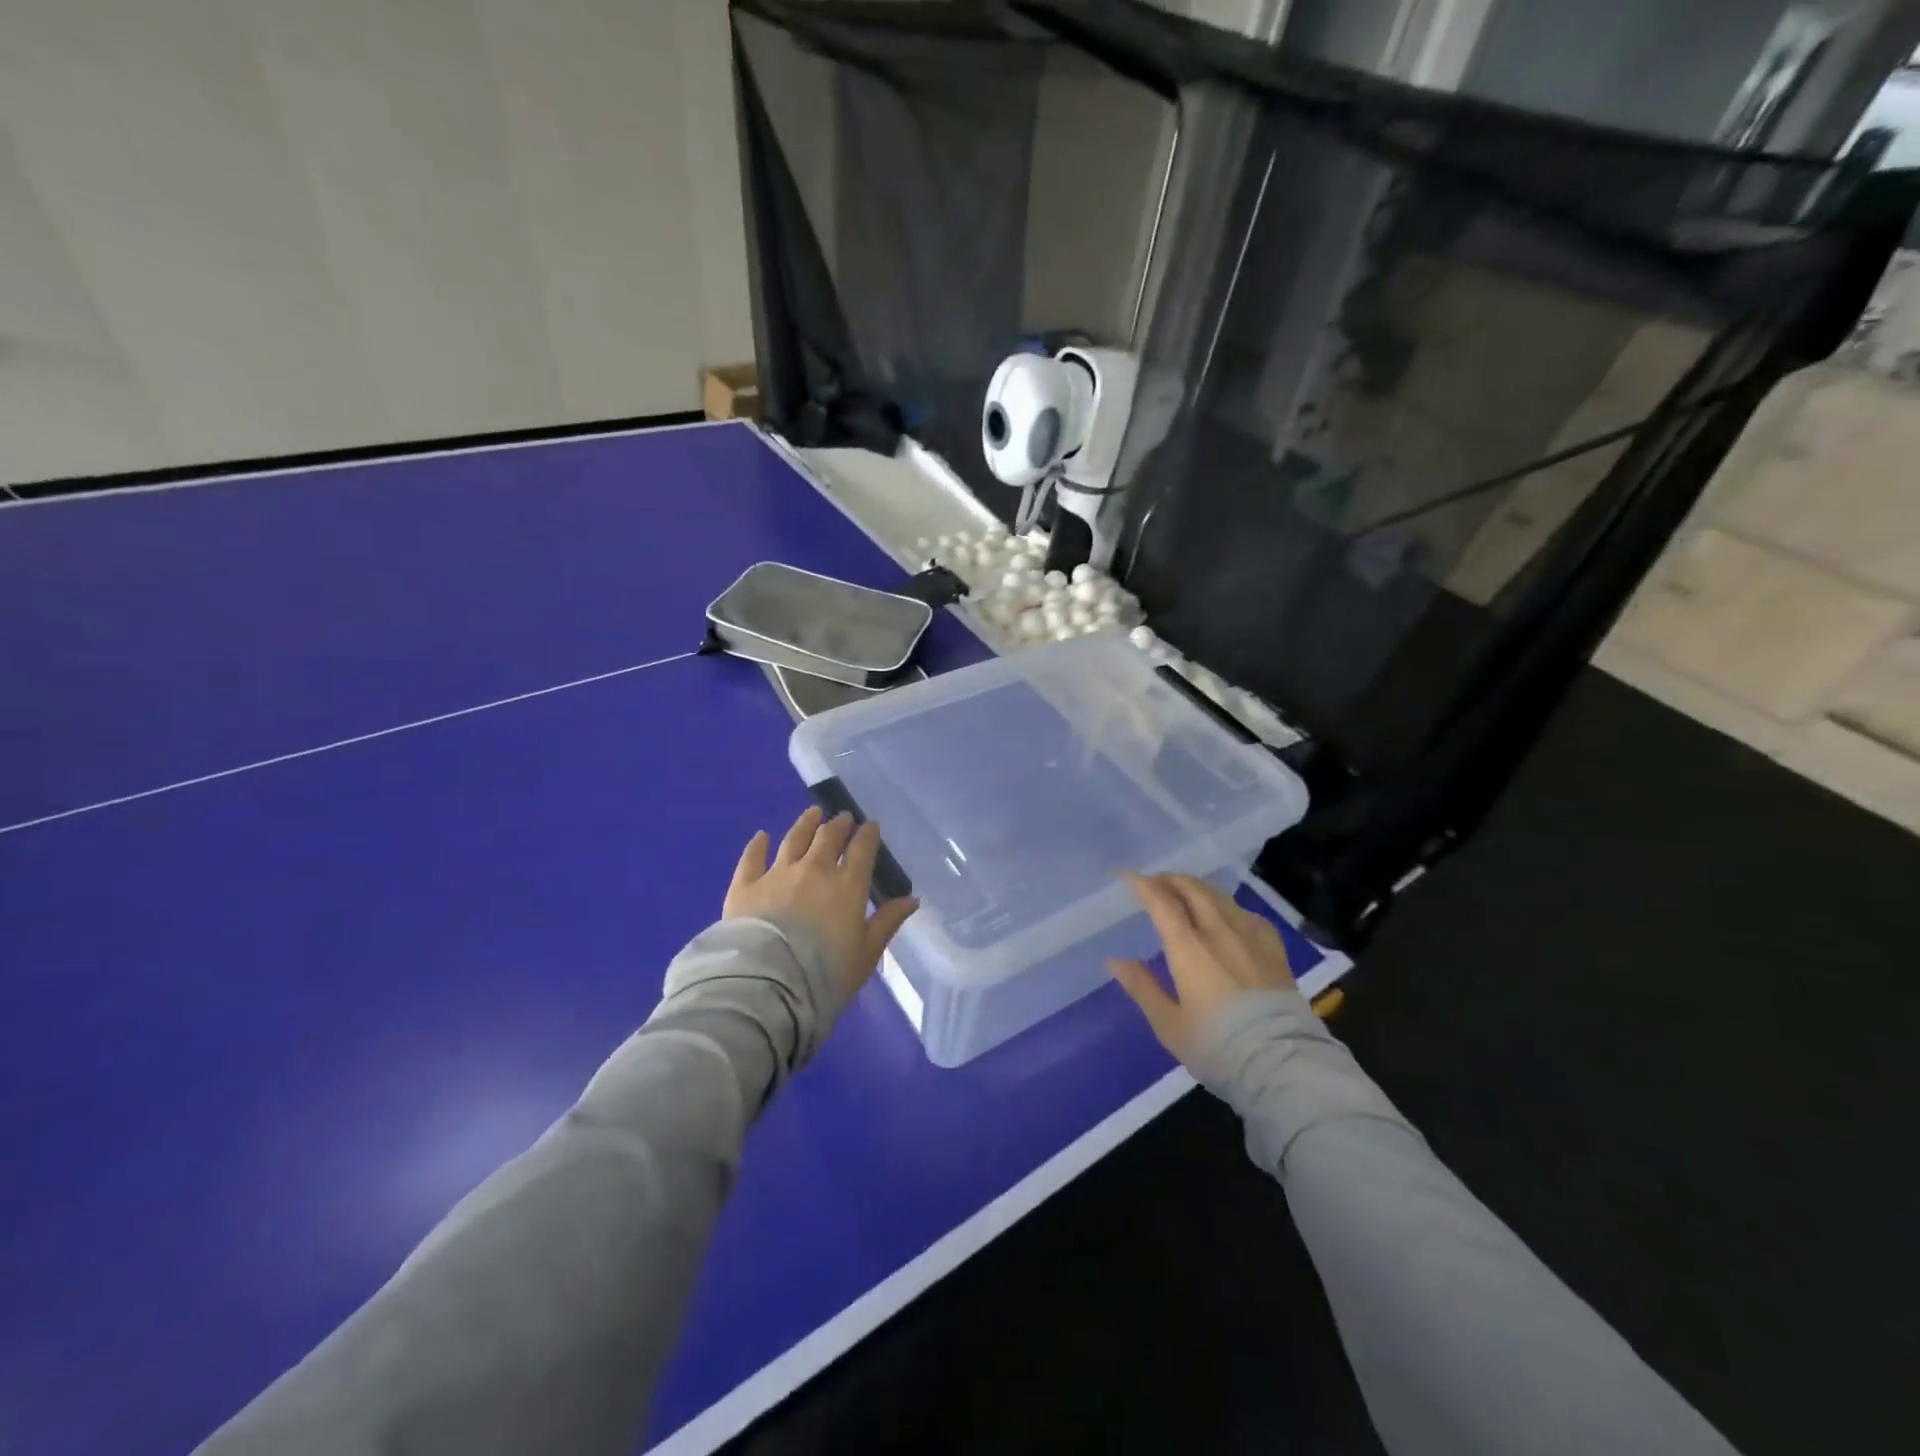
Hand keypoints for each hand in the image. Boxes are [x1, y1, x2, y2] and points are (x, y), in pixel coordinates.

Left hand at [724, 806, 919, 1006]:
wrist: (767, 984)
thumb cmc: (825, 974)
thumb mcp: (866, 953)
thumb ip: (887, 922)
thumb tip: (912, 898)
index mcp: (846, 885)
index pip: (861, 850)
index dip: (868, 835)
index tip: (871, 826)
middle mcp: (813, 870)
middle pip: (828, 838)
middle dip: (839, 825)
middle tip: (844, 818)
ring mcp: (777, 874)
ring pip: (794, 839)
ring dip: (806, 824)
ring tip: (813, 813)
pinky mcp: (745, 885)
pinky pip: (752, 857)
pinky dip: (758, 844)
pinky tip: (761, 836)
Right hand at [1109, 872, 1297, 1064]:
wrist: (1281, 1062)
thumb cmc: (1217, 1045)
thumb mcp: (1169, 1024)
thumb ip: (1142, 988)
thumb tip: (1114, 960)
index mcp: (1188, 947)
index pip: (1162, 902)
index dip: (1142, 885)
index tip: (1127, 877)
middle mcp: (1218, 931)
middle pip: (1193, 889)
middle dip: (1170, 879)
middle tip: (1156, 882)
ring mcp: (1250, 936)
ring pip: (1220, 896)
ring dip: (1197, 888)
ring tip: (1186, 893)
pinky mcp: (1273, 948)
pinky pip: (1247, 913)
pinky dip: (1228, 906)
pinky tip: (1228, 916)